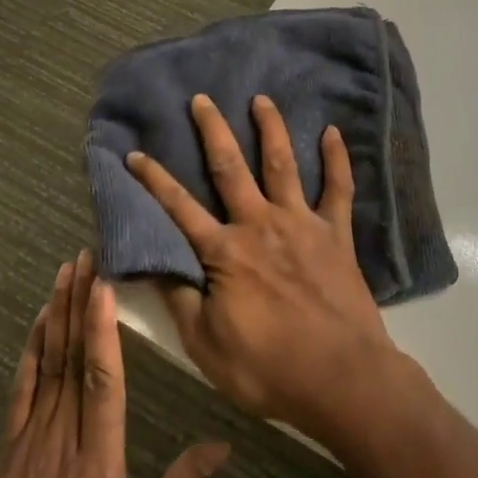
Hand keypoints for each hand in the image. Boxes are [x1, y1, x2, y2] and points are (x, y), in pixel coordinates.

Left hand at [0, 252, 227, 477]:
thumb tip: (222, 446)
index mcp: (98, 466)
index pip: (102, 382)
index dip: (102, 329)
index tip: (104, 283)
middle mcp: (61, 444)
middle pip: (71, 360)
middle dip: (79, 303)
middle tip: (86, 254)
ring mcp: (27, 447)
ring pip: (45, 367)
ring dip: (55, 315)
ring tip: (65, 271)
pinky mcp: (6, 456)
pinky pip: (19, 392)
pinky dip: (29, 352)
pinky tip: (36, 324)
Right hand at [126, 94, 407, 444]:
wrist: (343, 378)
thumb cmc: (268, 368)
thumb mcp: (206, 345)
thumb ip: (179, 298)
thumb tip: (152, 262)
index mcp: (225, 252)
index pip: (179, 208)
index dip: (154, 180)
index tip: (135, 153)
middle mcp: (260, 224)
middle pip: (230, 169)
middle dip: (213, 131)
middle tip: (202, 99)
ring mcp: (301, 224)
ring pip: (283, 164)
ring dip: (271, 129)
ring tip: (261, 99)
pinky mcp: (337, 233)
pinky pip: (338, 188)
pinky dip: (337, 159)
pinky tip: (332, 132)